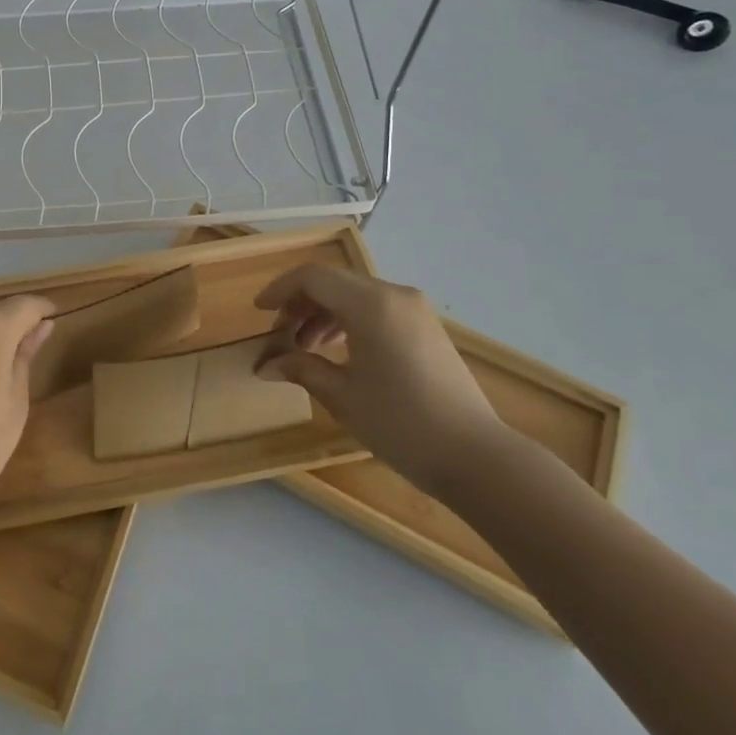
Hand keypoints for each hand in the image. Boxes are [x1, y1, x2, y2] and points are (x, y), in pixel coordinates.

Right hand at [254, 265, 507, 496]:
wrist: (476, 456)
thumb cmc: (401, 424)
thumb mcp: (342, 396)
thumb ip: (301, 369)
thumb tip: (265, 366)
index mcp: (370, 305)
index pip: (313, 277)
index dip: (280, 290)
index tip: (259, 312)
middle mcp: (394, 295)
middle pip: (334, 282)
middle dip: (301, 303)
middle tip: (280, 336)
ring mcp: (414, 309)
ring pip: (355, 294)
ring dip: (324, 312)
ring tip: (305, 347)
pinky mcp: (426, 326)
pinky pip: (376, 308)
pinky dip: (349, 320)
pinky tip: (338, 351)